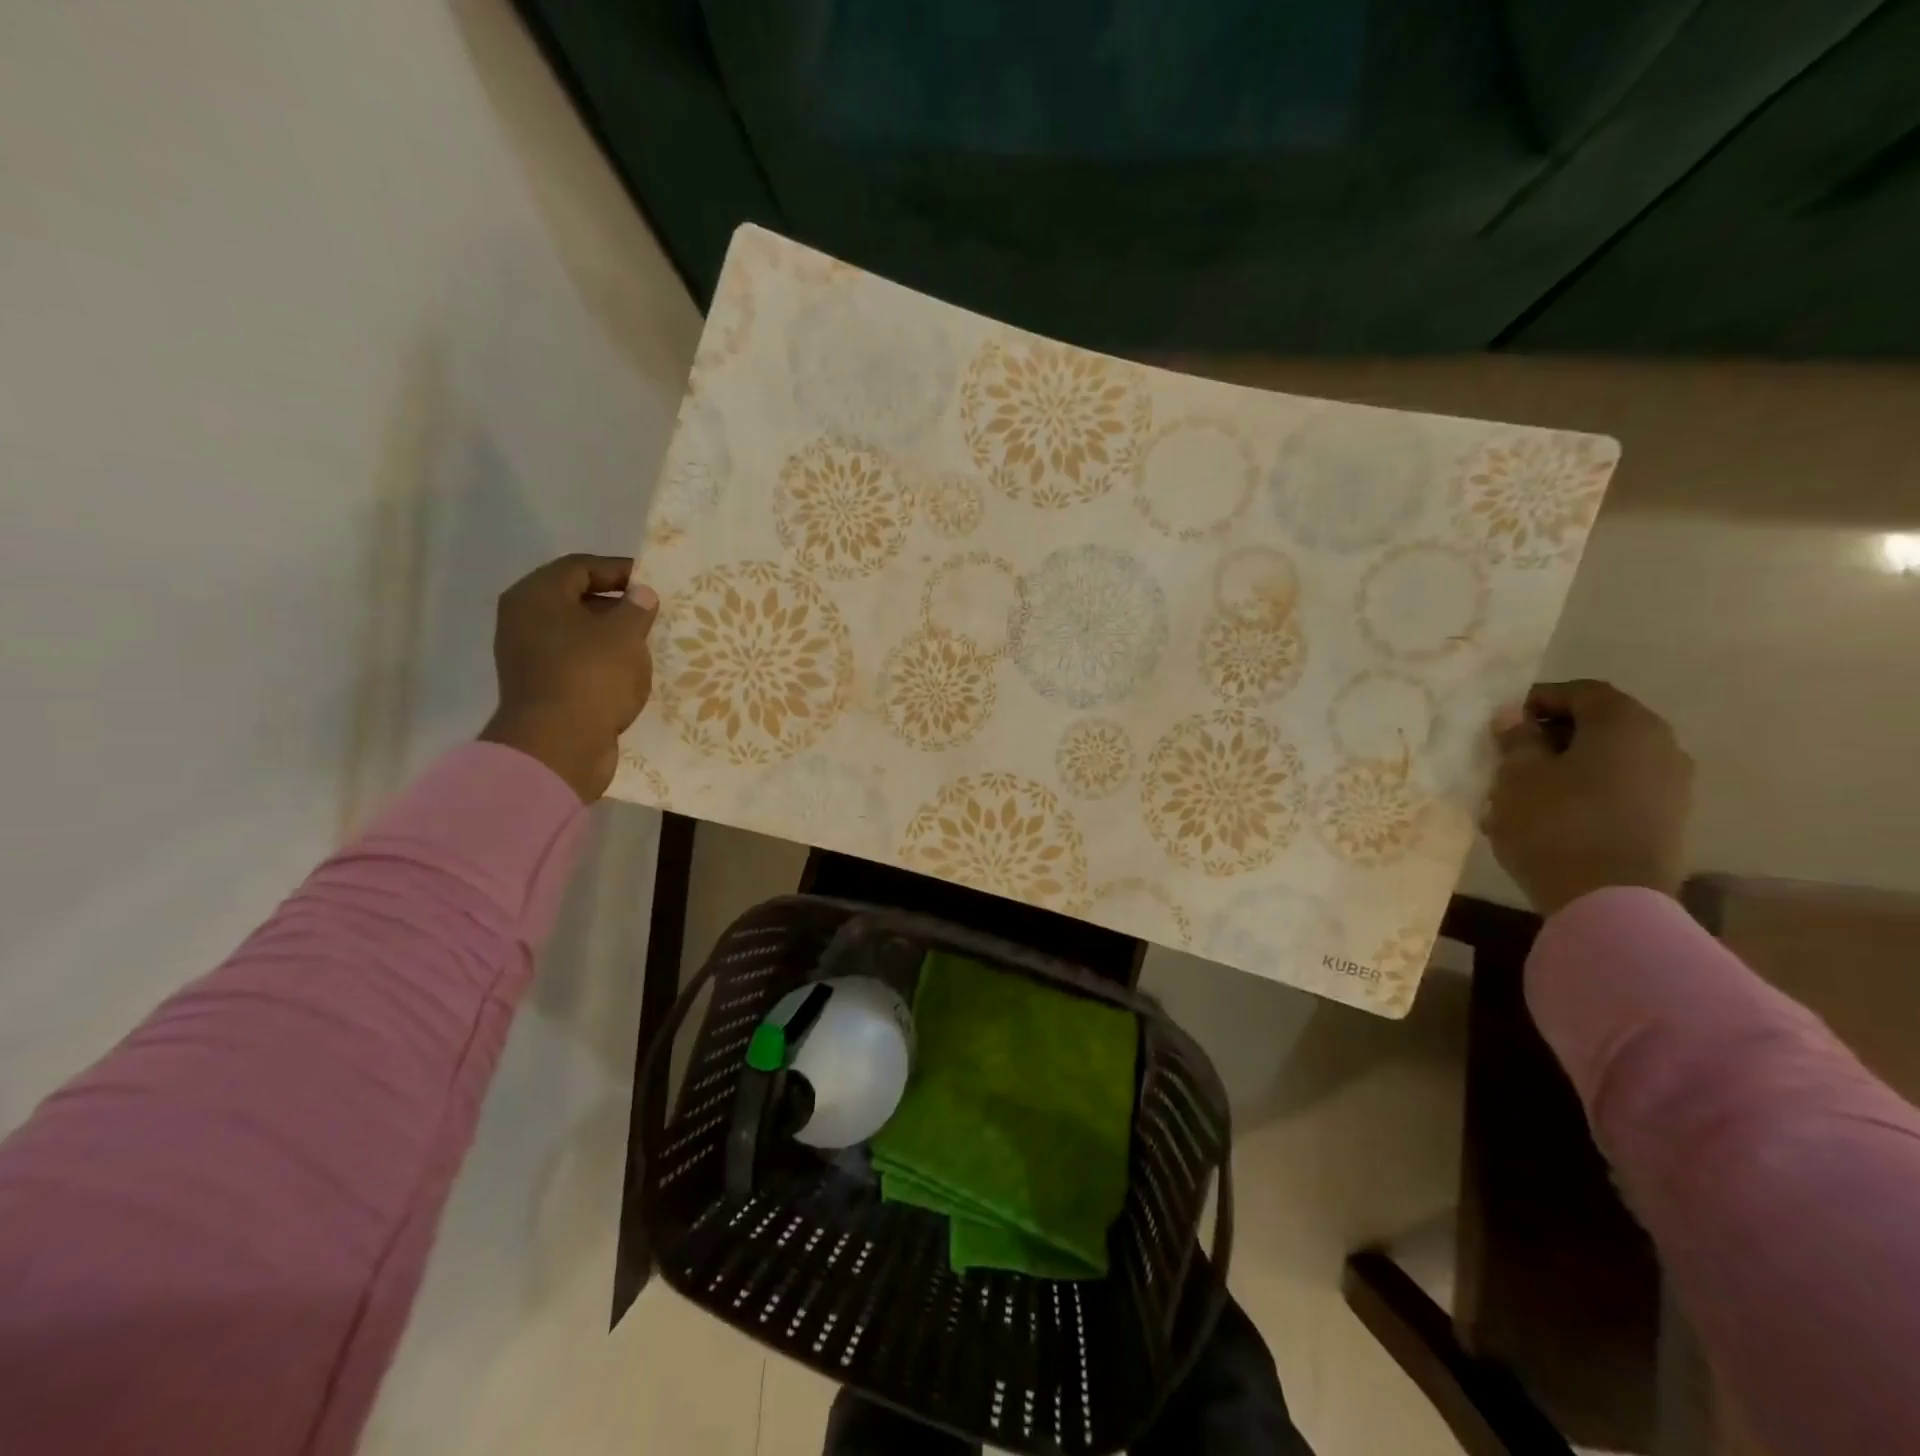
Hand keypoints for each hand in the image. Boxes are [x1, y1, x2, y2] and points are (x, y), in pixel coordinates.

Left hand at [478, 554, 658, 802]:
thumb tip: (641, 592)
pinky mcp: (541, 687)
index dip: (618, 569)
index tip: (652, 582)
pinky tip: (629, 672)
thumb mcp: (625, 635)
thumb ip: (636, 607)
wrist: (559, 746)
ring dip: (611, 636)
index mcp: (536, 596)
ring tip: (646, 643)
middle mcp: (524, 620)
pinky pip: (576, 662)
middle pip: (575, 599)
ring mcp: (529, 656)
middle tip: (652, 613)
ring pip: (576, 633)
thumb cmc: (591, 677)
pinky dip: (602, 662)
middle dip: (616, 604)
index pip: (579, 567)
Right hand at [1483, 680, 1694, 916]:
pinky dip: (1586, 790)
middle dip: (1553, 735)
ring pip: (1610, 760)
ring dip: (1568, 766)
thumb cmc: (1555, 823)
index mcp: (1625, 724)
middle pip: (1600, 725)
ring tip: (1526, 789)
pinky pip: (1621, 789)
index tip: (1504, 721)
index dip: (1539, 699)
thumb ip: (1516, 739)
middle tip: (1511, 754)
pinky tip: (1551, 814)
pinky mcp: (1667, 820)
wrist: (1610, 900)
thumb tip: (1514, 716)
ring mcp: (1672, 785)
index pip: (1581, 692)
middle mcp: (1660, 745)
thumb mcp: (1518, 775)